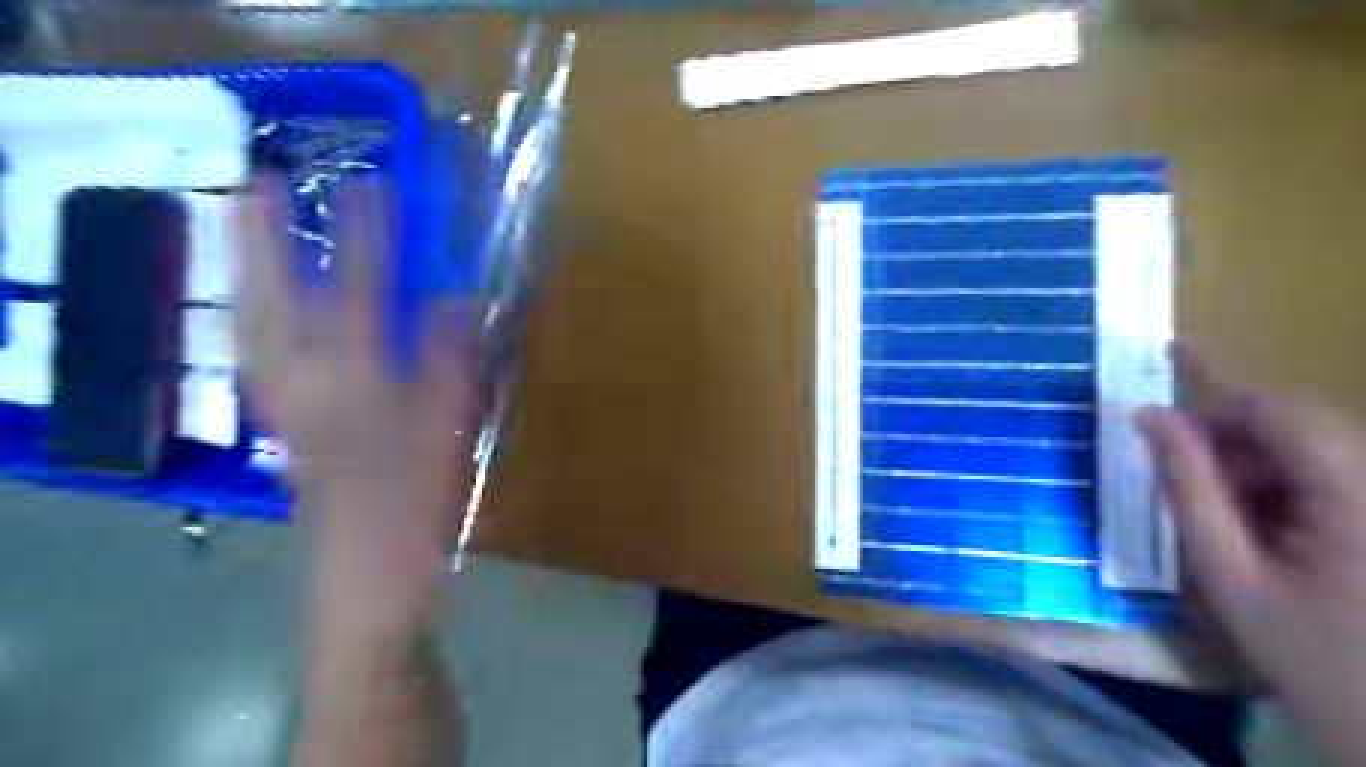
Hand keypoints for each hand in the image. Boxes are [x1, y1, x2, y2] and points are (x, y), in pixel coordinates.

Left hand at [238, 174, 485, 633]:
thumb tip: (463, 301)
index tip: (370, 184)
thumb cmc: (414, 513)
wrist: (365, 587)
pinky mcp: (283, 429)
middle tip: (258, 178)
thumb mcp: (449, 434)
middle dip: (263, 236)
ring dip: (245, 270)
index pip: (360, 293)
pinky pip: (258, 360)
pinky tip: (260, 311)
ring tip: (243, 227)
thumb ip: (453, 362)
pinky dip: (254, 321)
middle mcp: (306, 385)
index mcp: (357, 384)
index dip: (366, 236)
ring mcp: (285, 408)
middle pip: (274, 298)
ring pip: (252, 326)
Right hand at [1138, 355, 1365, 762]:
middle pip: (1296, 424)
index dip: (1213, 398)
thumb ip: (1186, 487)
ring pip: (1310, 447)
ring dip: (1251, 465)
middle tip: (1177, 472)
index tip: (1154, 393)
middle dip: (1227, 438)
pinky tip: (1263, 529)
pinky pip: (1329, 476)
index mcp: (1357, 499)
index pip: (1280, 412)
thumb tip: (1147, 417)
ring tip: (1225, 517)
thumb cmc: (1312, 662)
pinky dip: (1280, 489)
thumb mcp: (1227, 574)